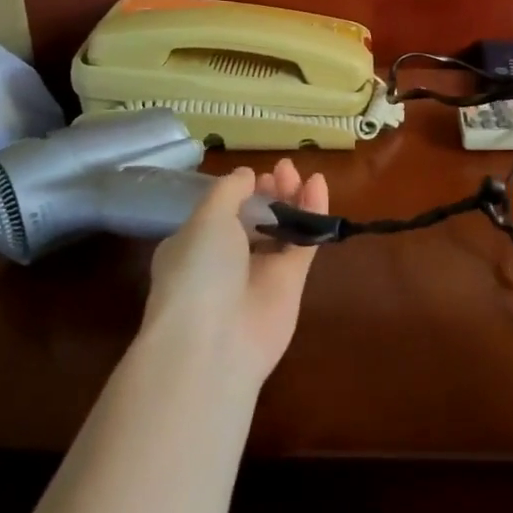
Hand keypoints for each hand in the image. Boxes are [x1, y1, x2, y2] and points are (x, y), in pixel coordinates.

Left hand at [141, 159, 328, 384]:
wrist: (215, 342)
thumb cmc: (198, 272)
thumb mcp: (206, 219)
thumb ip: (229, 191)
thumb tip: (246, 174)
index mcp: (194, 245)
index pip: (219, 213)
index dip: (240, 192)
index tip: (256, 175)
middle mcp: (226, 259)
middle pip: (254, 219)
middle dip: (269, 193)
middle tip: (285, 170)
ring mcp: (260, 273)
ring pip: (281, 229)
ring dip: (292, 200)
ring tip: (302, 174)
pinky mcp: (291, 284)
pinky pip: (303, 242)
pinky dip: (312, 214)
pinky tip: (318, 186)